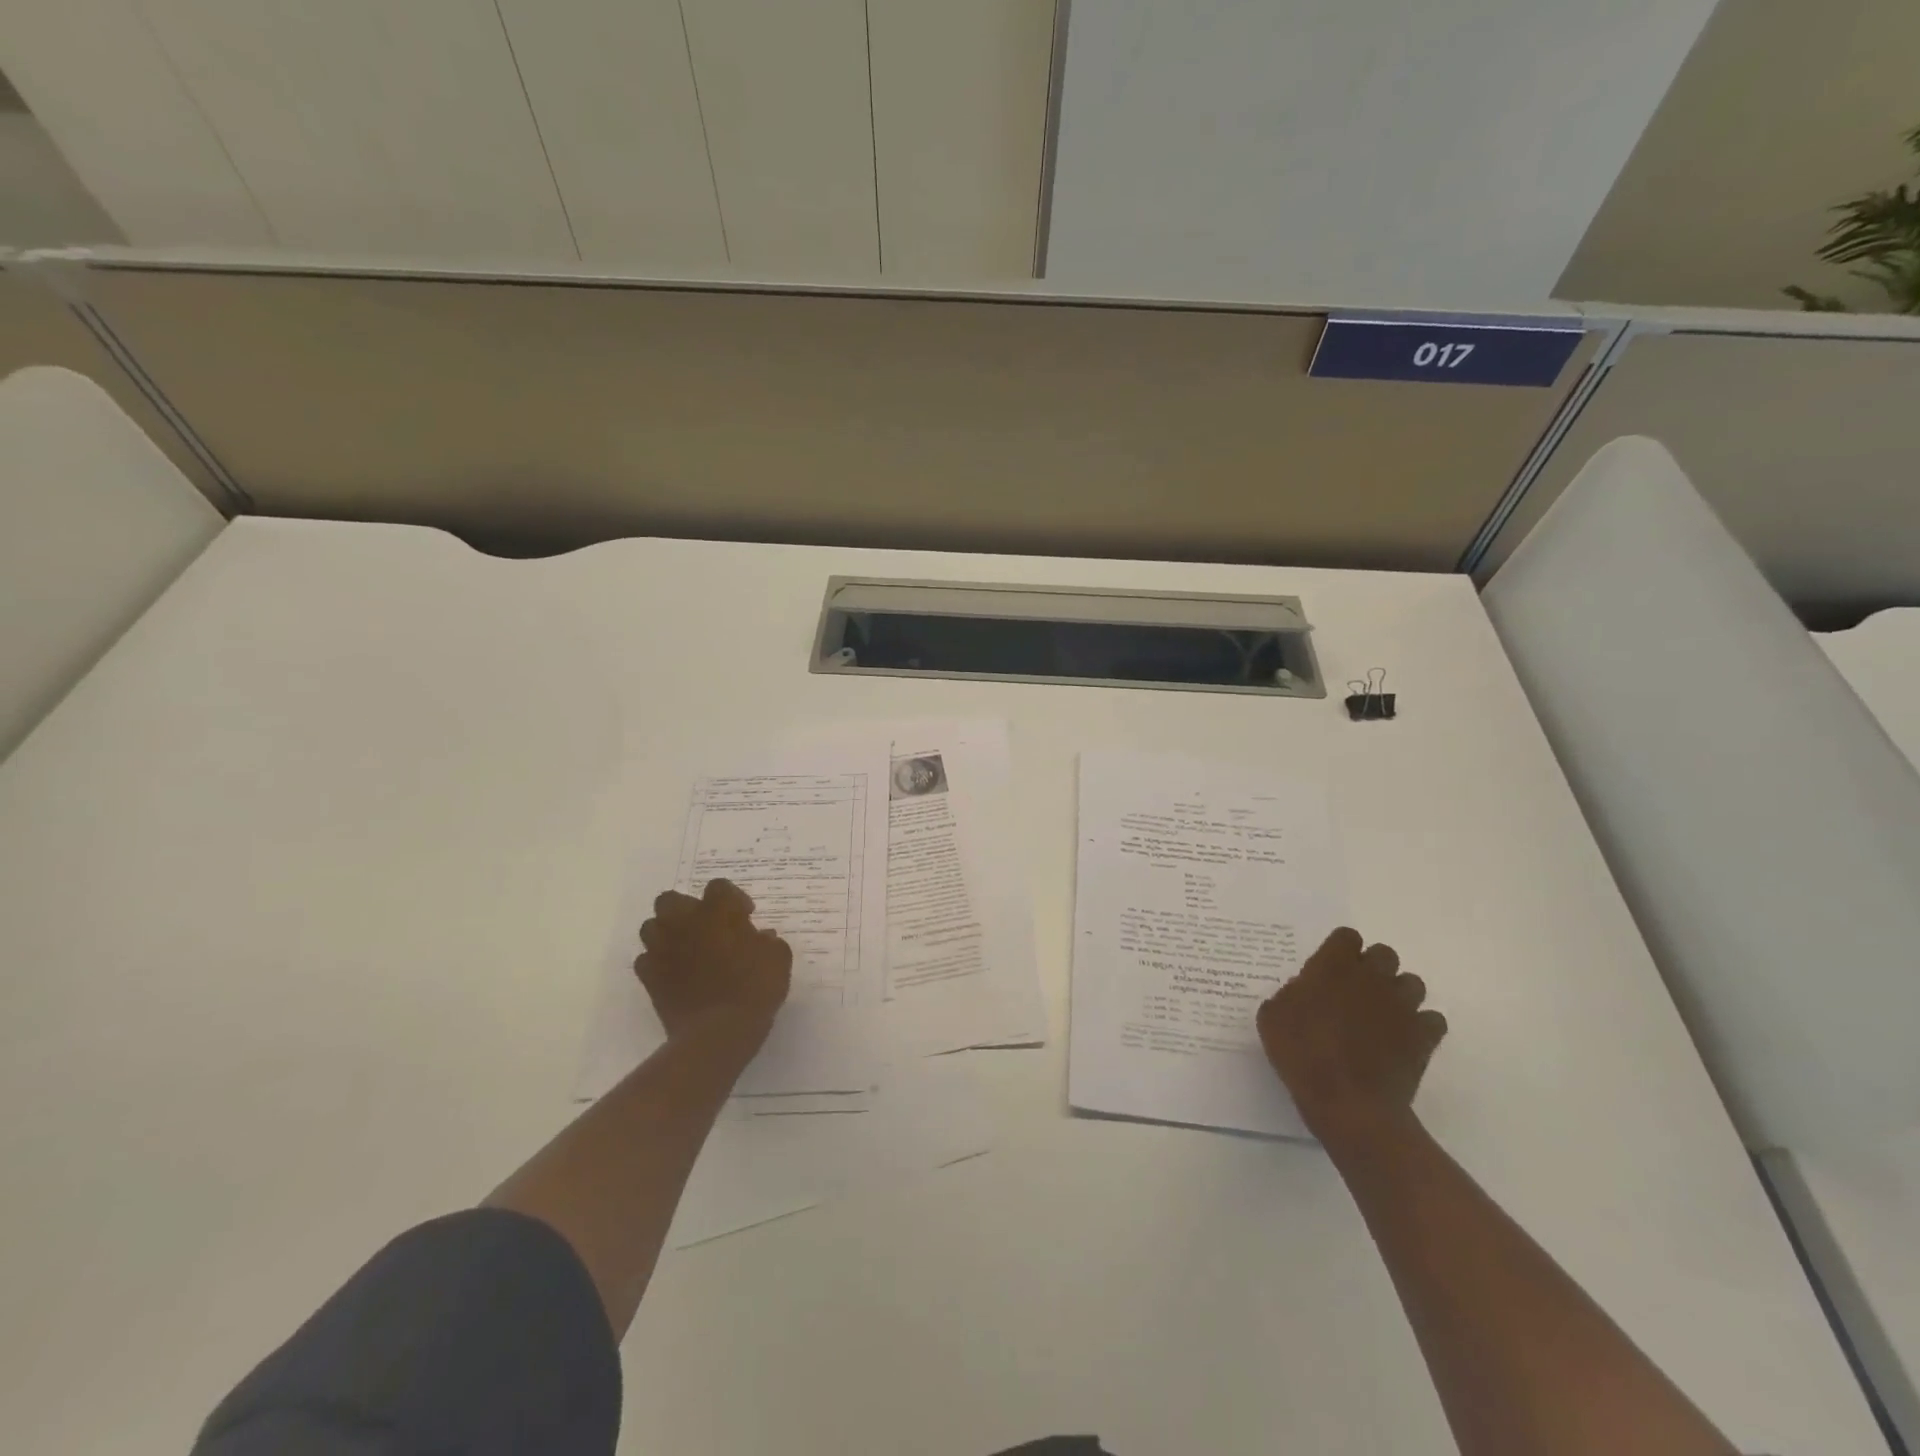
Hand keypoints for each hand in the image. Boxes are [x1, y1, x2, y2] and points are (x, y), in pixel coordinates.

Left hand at [635, 879, 791, 1042]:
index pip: (718, 886)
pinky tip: (674, 974)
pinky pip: (646, 960)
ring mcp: (663, 950)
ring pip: (652, 926)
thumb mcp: (778, 959)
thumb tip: (761, 937)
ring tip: (687, 948)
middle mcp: (685, 923)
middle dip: (687, 908)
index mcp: (717, 912)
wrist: (719, 1032)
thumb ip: (768, 942)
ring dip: (667, 932)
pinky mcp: (649, 978)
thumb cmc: (754, 988)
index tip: (745, 916)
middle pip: (671, 899)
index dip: (732, 898)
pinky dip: (658, 963)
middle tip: (708, 927)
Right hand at [1256, 927, 1446, 1146]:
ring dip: (1398, 994)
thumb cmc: (1301, 1054)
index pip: (1347, 936)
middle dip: (1372, 968)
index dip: (1339, 950)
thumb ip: (1289, 995)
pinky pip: (1432, 1019)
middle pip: (1384, 954)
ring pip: (1412, 983)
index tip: (1328, 969)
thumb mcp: (1272, 1018)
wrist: (1348, 1102)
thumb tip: (1303, 992)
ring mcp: (1402, 1006)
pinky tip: (1403, 1040)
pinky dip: (1421, 1026)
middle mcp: (1371, 977)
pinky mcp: (1424, 1036)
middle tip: (1354, 992)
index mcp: (1333, 966)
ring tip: (1381, 1016)